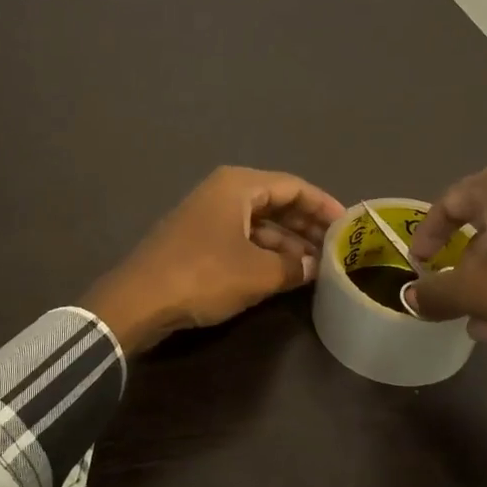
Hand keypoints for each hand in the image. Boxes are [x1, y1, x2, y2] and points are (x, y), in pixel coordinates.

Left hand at [81, 166, 345, 353]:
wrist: (138, 300)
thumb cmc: (203, 275)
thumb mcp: (258, 273)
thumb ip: (293, 267)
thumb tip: (315, 267)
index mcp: (239, 186)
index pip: (294, 186)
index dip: (324, 206)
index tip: (349, 226)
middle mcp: (224, 192)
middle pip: (277, 202)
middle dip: (307, 226)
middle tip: (336, 248)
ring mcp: (207, 216)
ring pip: (260, 223)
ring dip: (287, 243)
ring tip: (316, 266)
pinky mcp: (197, 240)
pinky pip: (242, 238)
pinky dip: (265, 253)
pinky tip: (284, 274)